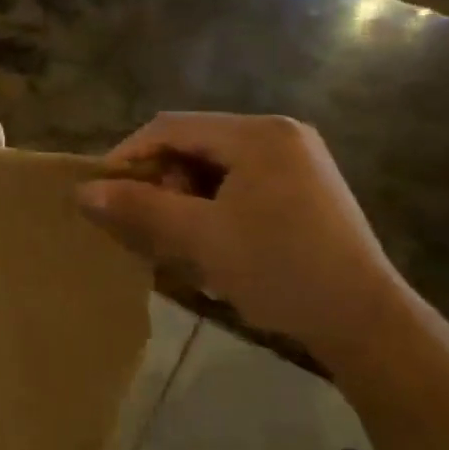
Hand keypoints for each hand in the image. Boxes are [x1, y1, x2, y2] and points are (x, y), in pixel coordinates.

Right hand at [79, 113, 409, 365]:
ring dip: (183, 196)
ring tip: (172, 236)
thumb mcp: (200, 237)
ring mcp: (296, 161)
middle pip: (193, 144)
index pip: (170, 127)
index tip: (101, 191)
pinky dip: (211, 205)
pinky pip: (238, 183)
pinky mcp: (303, 188)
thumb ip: (140, 207)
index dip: (129, 155)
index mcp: (257, 134)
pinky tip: (206, 240)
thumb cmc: (280, 269)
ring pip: (214, 166)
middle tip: (142, 221)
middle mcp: (279, 135)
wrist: (365, 321)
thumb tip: (83, 192)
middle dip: (159, 180)